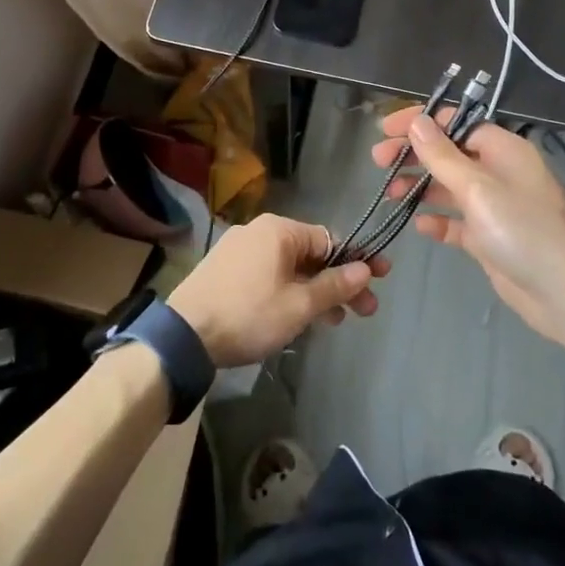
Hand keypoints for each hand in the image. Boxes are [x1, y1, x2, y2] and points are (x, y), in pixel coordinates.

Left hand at [167, 214, 387, 367]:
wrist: (185, 334)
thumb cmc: (249, 314)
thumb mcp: (299, 305)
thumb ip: (334, 286)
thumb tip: (365, 269)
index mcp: (279, 230)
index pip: (329, 240)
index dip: (357, 261)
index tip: (380, 280)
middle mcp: (259, 230)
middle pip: (310, 254)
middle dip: (338, 282)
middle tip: (363, 311)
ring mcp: (239, 249)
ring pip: (289, 267)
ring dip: (315, 290)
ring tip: (333, 321)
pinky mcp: (226, 269)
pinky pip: (269, 274)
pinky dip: (289, 291)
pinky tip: (298, 316)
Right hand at [372, 106, 564, 342]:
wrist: (564, 293)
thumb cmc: (522, 230)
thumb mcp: (478, 188)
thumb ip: (442, 156)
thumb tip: (417, 121)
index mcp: (503, 149)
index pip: (456, 122)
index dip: (420, 122)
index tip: (386, 129)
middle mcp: (498, 171)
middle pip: (449, 153)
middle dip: (414, 154)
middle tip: (378, 162)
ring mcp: (494, 206)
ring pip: (449, 186)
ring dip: (420, 185)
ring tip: (390, 193)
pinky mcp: (489, 237)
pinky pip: (456, 221)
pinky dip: (437, 220)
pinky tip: (418, 226)